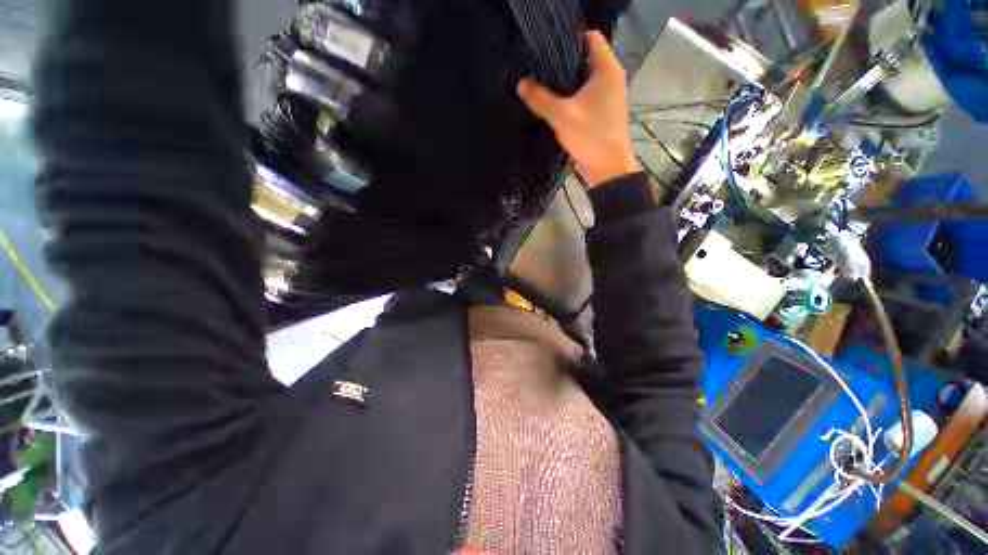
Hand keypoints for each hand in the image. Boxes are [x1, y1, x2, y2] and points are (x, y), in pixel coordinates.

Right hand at [517, 31, 638, 187]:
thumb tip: (521, 84)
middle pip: (586, 58)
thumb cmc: (590, 136)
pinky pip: (586, 96)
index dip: (569, 40)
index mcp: (607, 69)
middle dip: (564, 63)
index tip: (548, 51)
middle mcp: (611, 78)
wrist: (609, 167)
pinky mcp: (604, 112)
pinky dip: (573, 97)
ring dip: (567, 83)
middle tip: (541, 70)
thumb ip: (540, 98)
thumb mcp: (561, 116)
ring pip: (585, 80)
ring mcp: (609, 96)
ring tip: (544, 85)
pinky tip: (556, 105)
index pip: (590, 38)